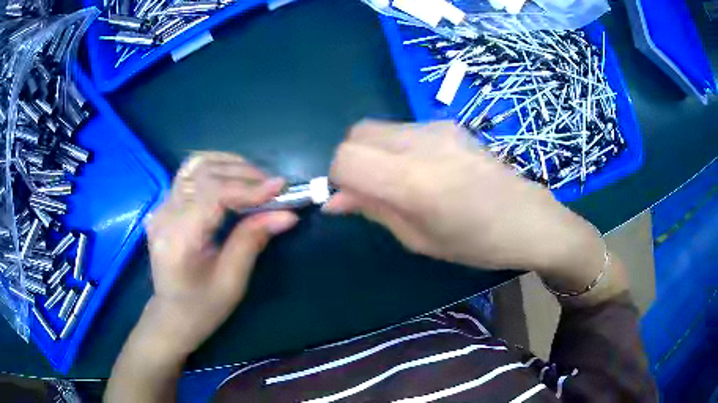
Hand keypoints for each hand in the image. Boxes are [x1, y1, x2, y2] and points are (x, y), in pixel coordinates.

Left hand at [144, 152, 297, 355]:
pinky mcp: (164, 205)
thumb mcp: (233, 281)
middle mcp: (164, 215)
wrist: (172, 316)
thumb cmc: (203, 307)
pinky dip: (215, 170)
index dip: (248, 187)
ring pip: (195, 166)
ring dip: (229, 166)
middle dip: (243, 174)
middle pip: (204, 173)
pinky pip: (190, 174)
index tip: (281, 187)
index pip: (212, 195)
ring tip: (256, 179)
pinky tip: (233, 179)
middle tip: (273, 187)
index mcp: (179, 239)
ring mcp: (161, 207)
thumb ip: (253, 240)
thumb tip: (288, 214)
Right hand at [325, 120, 606, 288]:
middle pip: (357, 133)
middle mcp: (421, 142)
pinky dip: (396, 147)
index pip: (346, 158)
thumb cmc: (477, 242)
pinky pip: (403, 129)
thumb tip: (334, 200)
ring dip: (374, 153)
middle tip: (371, 190)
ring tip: (401, 182)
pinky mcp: (449, 124)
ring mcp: (437, 127)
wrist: (529, 218)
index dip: (337, 178)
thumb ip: (373, 210)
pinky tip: (423, 170)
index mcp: (413, 180)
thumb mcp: (419, 239)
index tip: (349, 198)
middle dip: (352, 160)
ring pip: (378, 128)